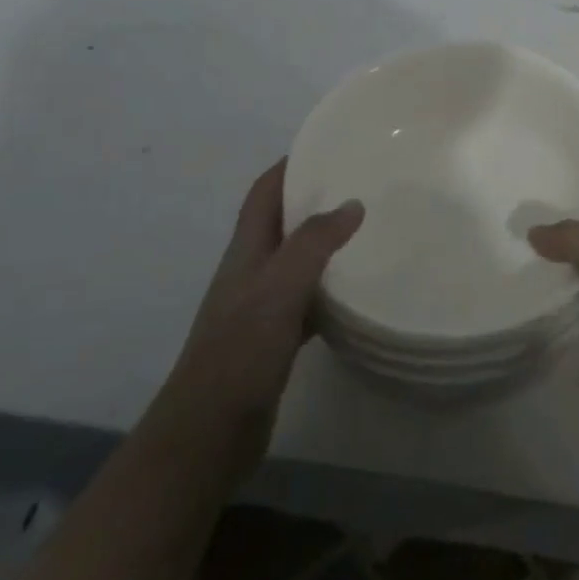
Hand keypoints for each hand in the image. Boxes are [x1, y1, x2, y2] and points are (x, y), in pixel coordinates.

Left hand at [170, 160, 362, 439]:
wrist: (210, 434)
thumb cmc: (240, 352)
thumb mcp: (279, 288)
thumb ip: (314, 243)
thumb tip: (352, 204)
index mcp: (245, 252)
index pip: (264, 193)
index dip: (288, 166)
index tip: (326, 145)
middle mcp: (250, 273)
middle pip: (281, 223)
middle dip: (313, 198)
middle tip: (361, 184)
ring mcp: (260, 308)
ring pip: (296, 261)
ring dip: (324, 243)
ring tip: (367, 230)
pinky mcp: (274, 339)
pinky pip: (307, 299)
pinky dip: (330, 288)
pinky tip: (356, 292)